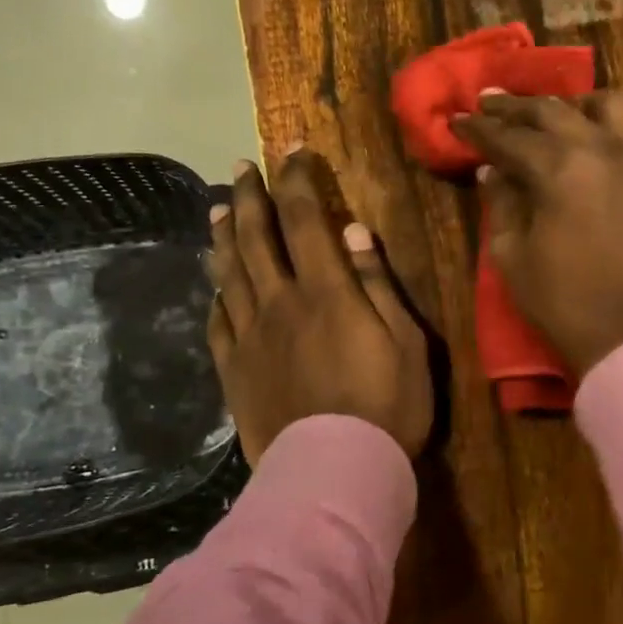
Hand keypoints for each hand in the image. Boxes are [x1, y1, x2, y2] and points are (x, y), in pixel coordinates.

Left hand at [206, 151, 432, 466]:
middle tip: (241, 168)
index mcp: (326, 291)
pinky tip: (217, 286)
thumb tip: (355, 232)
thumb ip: (377, 284)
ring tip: (219, 210)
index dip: (296, 180)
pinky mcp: (235, 370)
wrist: (334, 472)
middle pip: (256, 238)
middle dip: (250, 197)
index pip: (304, 218)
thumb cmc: (387, 406)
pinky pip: (219, 322)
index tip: (293, 151)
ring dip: (224, 237)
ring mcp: (251, 337)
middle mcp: (280, 303)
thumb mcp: (406, 341)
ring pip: (230, 274)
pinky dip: (218, 296)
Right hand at [451, 91, 622, 375]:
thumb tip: (491, 171)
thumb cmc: (563, 301)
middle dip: (514, 107)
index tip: (456, 120)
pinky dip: (603, 121)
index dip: (478, 129)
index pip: (508, 137)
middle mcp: (600, 148)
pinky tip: (586, 134)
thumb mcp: (513, 256)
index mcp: (558, 169)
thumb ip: (501, 204)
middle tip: (488, 103)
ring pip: (602, 105)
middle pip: (551, 111)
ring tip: (546, 114)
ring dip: (567, 104)